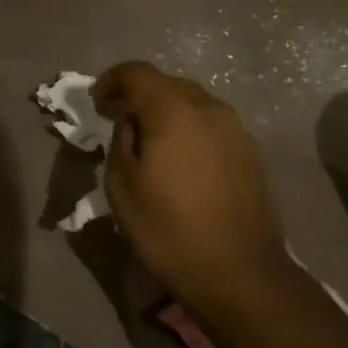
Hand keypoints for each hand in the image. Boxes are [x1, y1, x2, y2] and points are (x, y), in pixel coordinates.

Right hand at [93, 62, 288, 317]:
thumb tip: (130, 120)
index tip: (96, 103)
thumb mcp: (123, 186)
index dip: (111, 80)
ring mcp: (235, 128)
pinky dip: (189, 130)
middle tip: (118, 120)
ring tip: (150, 141)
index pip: (137, 72)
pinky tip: (181, 160)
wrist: (241, 274)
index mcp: (174, 109)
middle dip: (139, 96)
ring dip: (167, 113)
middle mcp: (209, 107)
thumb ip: (121, 139)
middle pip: (167, 84)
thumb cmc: (170, 230)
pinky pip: (210, 125)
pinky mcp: (250, 151)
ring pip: (192, 104)